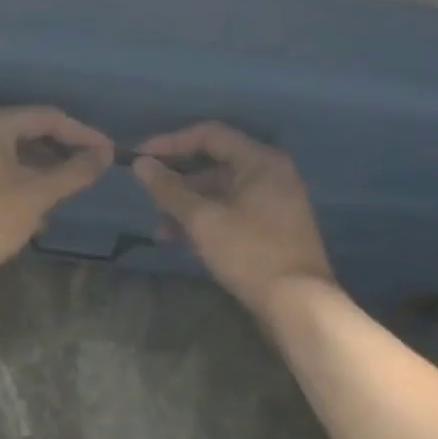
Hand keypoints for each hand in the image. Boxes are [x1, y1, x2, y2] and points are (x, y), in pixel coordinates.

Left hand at [0, 106, 114, 283]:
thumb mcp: (38, 194)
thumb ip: (75, 171)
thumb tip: (105, 154)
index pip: (47, 118)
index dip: (82, 134)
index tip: (108, 152)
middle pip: (27, 132)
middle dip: (60, 151)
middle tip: (89, 169)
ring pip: (10, 153)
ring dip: (41, 169)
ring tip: (66, 189)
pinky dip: (18, 181)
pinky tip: (36, 208)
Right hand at [131, 122, 332, 314]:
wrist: (298, 303)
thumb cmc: (249, 253)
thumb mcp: (203, 220)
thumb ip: (169, 189)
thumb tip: (141, 164)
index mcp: (260, 161)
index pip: (209, 135)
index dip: (170, 143)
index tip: (139, 157)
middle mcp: (271, 174)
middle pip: (214, 164)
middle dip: (177, 182)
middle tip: (148, 198)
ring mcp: (274, 202)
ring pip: (220, 192)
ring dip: (188, 206)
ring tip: (161, 231)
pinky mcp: (272, 228)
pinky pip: (231, 211)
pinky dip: (206, 220)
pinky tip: (184, 241)